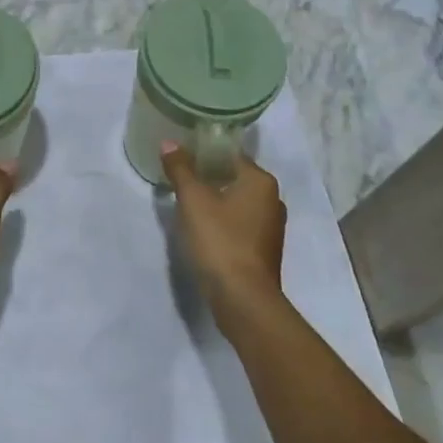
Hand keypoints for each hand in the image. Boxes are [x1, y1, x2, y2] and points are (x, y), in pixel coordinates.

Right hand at [160, 143, 285, 330]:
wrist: (242, 299)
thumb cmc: (220, 241)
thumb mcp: (193, 200)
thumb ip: (181, 168)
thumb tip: (169, 142)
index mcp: (261, 181)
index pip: (230, 154)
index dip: (204, 151)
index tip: (181, 154)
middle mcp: (272, 200)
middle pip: (234, 177)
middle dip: (208, 176)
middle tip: (179, 176)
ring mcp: (270, 227)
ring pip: (237, 202)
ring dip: (215, 199)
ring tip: (185, 201)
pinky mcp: (263, 250)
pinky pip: (239, 224)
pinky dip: (222, 220)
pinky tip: (201, 227)